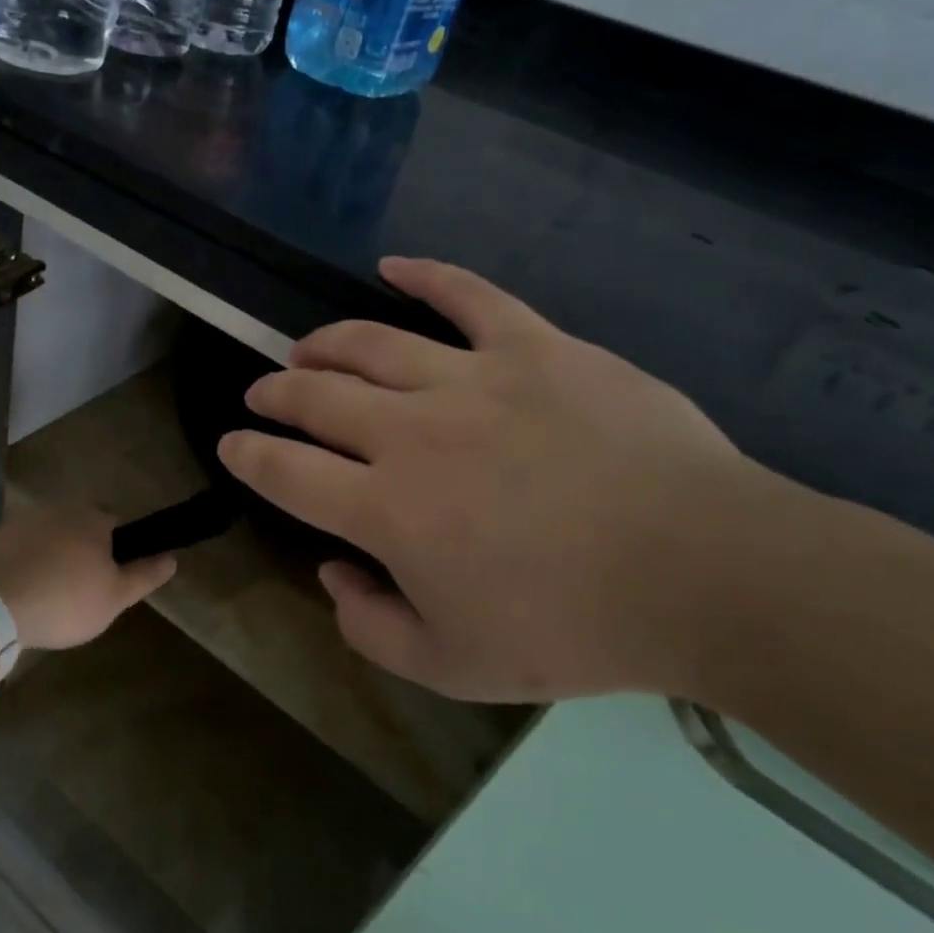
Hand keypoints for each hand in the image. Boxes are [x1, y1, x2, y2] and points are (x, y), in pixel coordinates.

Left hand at [0, 504, 175, 651]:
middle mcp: (58, 510)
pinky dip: (21, 566)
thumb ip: (145, 575)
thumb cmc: (64, 600)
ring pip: (47, 539)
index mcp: (92, 519)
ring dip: (49, 559)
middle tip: (77, 593)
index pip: (115, 526)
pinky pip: (17, 550)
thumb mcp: (115, 597)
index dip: (115, 553)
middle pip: (79, 530)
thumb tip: (173, 557)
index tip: (108, 580)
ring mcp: (21, 521)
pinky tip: (17, 595)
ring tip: (45, 598)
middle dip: (80, 554)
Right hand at [218, 257, 771, 703]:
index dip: (248, 456)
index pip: (285, 471)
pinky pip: (468, 296)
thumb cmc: (573, 629)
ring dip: (325, 344)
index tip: (231, 445)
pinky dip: (424, 276)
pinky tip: (390, 266)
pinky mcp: (533, 347)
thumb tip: (333, 573)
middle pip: (317, 397)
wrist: (702, 572)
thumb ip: (370, 626)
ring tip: (305, 347)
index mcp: (386, 509)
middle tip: (264, 392)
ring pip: (371, 344)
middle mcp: (410, 433)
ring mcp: (471, 380)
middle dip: (277, 393)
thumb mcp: (453, 666)